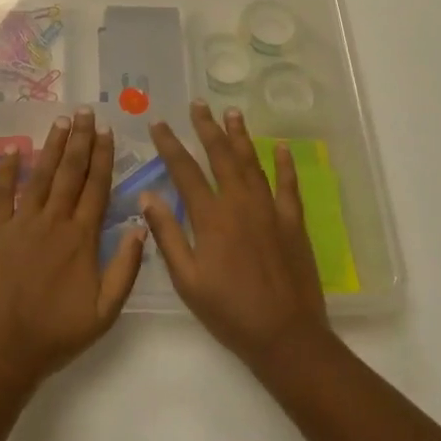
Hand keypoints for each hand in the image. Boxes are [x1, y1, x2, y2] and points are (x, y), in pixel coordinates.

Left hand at [0, 108, 145, 393]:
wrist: (3, 352)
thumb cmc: (57, 334)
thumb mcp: (105, 312)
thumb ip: (126, 268)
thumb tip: (142, 225)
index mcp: (81, 238)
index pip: (96, 187)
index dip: (103, 157)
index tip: (107, 131)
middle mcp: (53, 221)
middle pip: (70, 172)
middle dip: (80, 140)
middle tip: (85, 111)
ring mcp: (21, 224)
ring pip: (41, 176)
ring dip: (53, 146)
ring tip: (62, 121)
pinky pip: (2, 194)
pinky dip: (8, 170)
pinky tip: (15, 149)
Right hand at [140, 101, 332, 372]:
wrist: (285, 336)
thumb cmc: (229, 311)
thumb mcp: (187, 280)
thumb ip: (167, 235)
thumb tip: (147, 196)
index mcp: (211, 217)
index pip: (185, 171)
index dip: (170, 145)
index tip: (159, 123)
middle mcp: (240, 204)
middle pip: (221, 156)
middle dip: (207, 128)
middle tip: (198, 104)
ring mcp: (270, 210)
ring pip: (253, 163)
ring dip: (241, 136)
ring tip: (232, 113)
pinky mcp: (293, 223)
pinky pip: (289, 186)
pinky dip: (285, 165)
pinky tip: (282, 147)